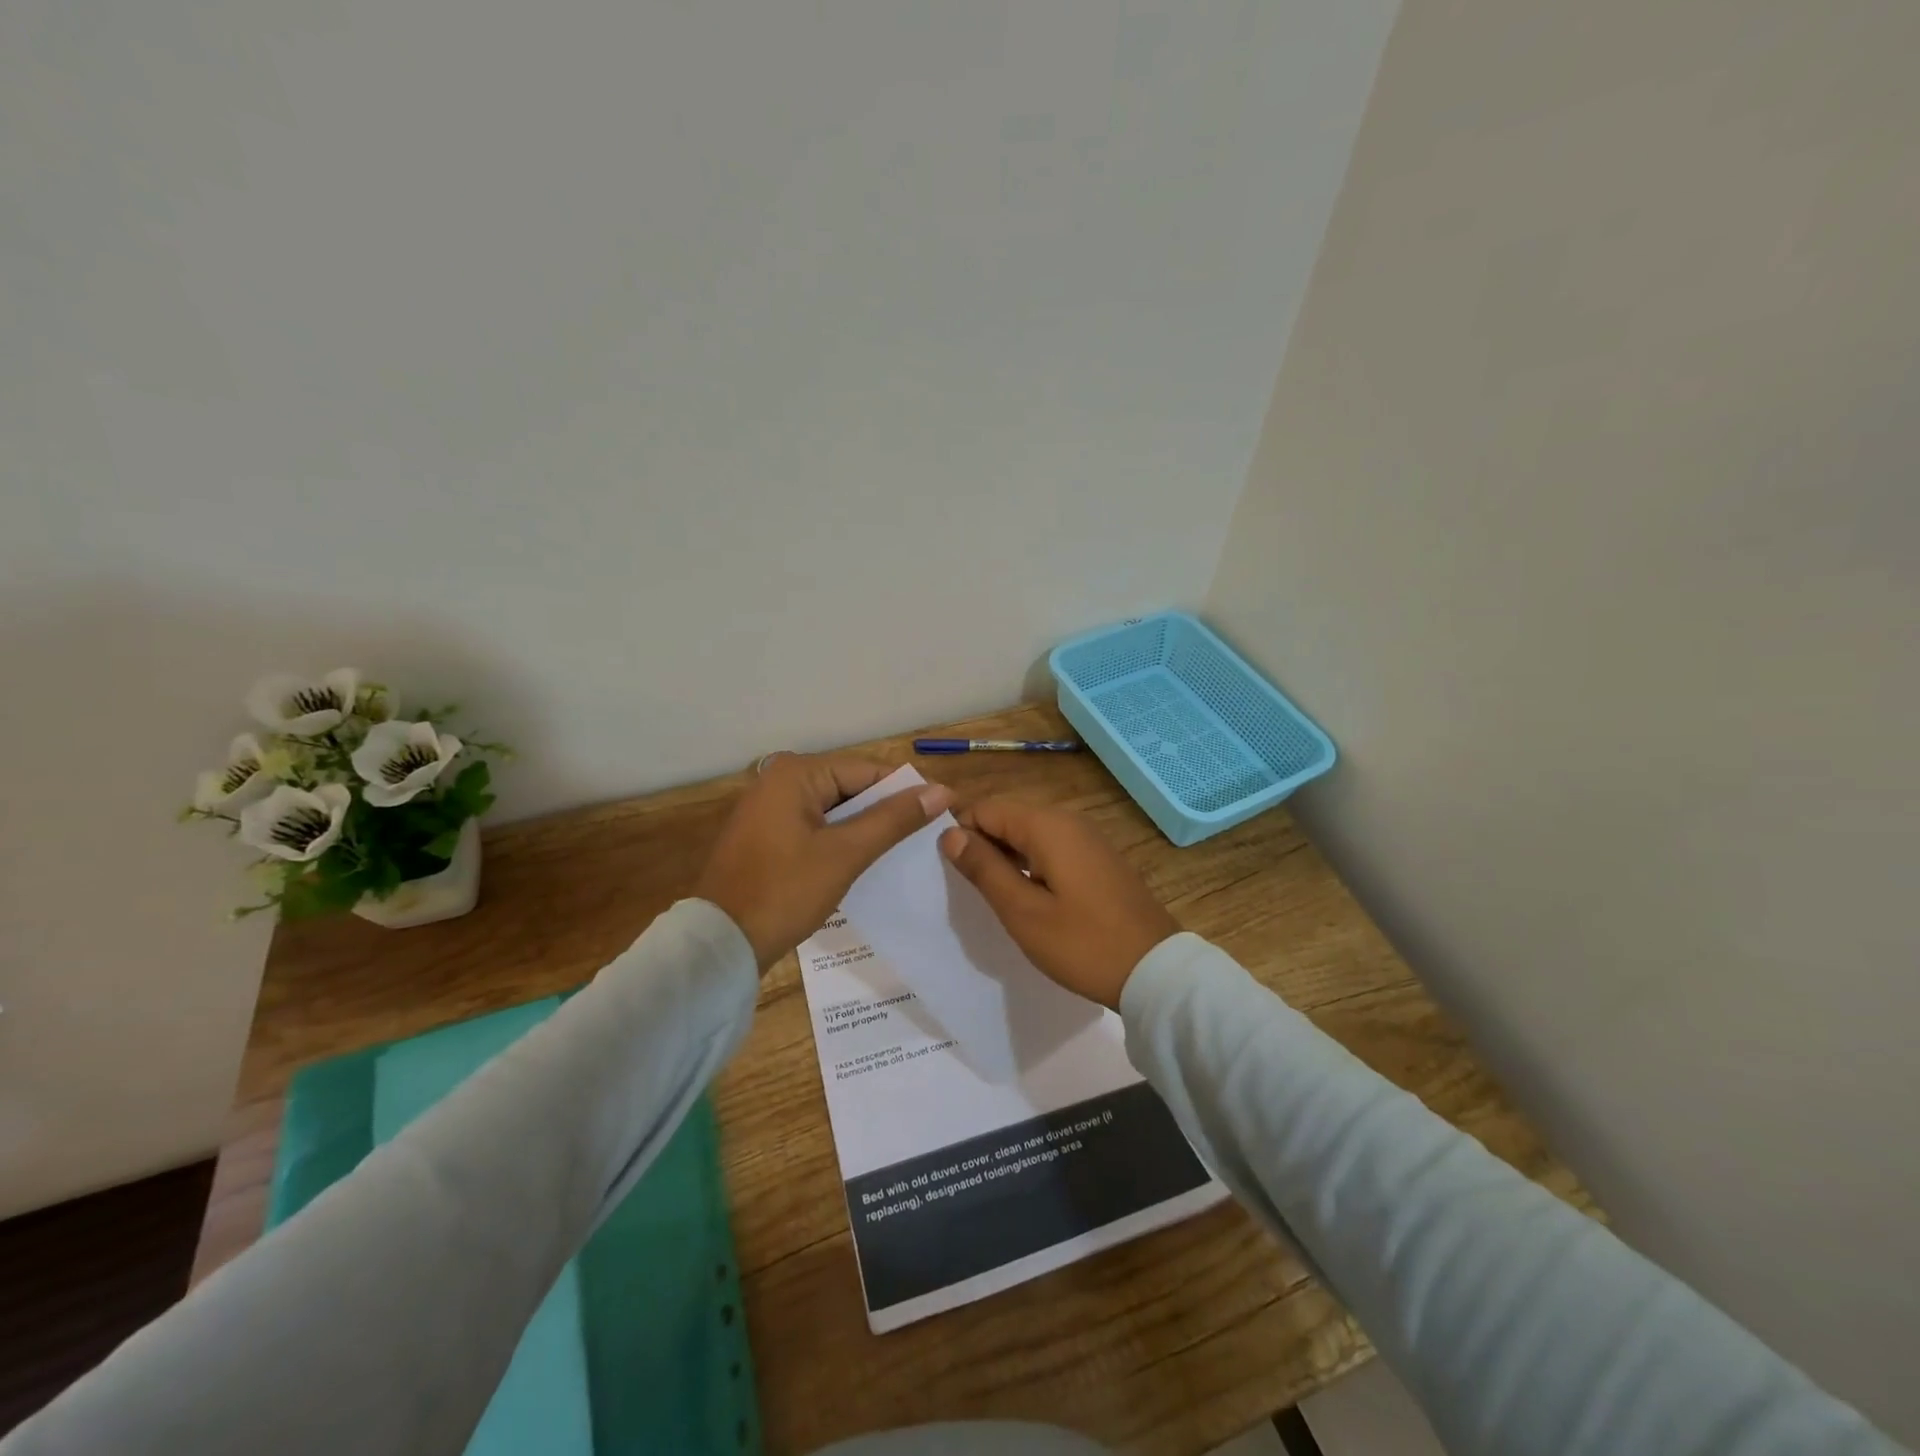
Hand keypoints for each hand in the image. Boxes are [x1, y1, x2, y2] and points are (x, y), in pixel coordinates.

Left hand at [694, 754, 952, 970]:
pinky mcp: (765, 836)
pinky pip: (814, 827)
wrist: (721, 944)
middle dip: (884, 811)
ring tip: (903, 851)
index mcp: (795, 773)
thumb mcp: (846, 853)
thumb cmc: (785, 891)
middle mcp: (778, 780)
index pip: (867, 770)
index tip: (942, 811)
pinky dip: (839, 841)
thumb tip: (941, 791)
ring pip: (833, 810)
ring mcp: (768, 809)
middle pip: (849, 787)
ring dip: (864, 828)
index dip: (906, 791)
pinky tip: (863, 862)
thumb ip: (894, 819)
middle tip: (926, 836)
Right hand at [938, 798, 1178, 1008]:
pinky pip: (1053, 850)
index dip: (962, 834)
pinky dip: (1033, 866)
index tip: (951, 872)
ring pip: (1031, 836)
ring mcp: (1089, 840)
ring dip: (1008, 859)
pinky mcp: (1099, 860)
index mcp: (1048, 826)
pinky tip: (1030, 900)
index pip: (986, 809)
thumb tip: (950, 834)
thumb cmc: (1083, 944)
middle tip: (971, 891)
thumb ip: (984, 869)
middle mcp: (1069, 822)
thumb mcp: (1023, 912)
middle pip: (1009, 819)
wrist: (1155, 972)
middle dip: (984, 846)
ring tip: (996, 899)